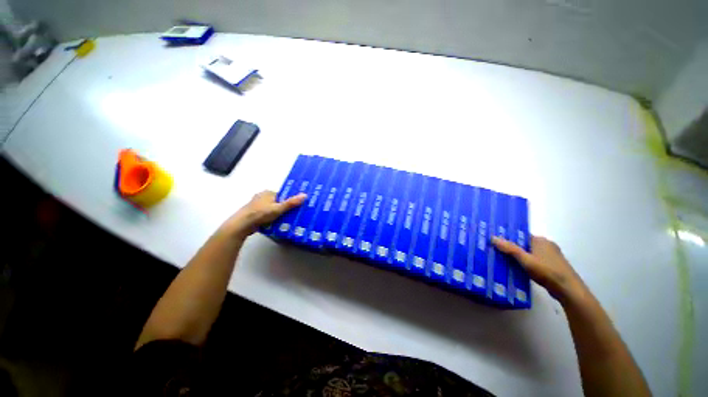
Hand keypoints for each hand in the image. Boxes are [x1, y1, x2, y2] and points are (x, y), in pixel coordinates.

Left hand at [221, 190, 306, 239]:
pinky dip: (271, 218)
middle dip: (285, 208)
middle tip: (293, 215)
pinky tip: (276, 224)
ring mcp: (257, 206)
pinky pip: (267, 215)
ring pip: (272, 209)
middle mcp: (262, 197)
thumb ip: (291, 203)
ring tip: (287, 221)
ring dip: (278, 214)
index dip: (290, 201)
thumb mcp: (278, 208)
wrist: (242, 225)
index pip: (283, 195)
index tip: (297, 207)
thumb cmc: (260, 214)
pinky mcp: (254, 214)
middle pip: (278, 202)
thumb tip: (305, 195)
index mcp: (268, 193)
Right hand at [492, 236, 587, 302]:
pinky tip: (518, 270)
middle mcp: (546, 245)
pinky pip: (534, 261)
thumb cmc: (547, 271)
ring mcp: (551, 256)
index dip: (508, 238)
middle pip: (524, 245)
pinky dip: (526, 264)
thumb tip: (492, 237)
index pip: (520, 235)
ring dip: (518, 257)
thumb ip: (510, 249)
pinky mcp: (552, 266)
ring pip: (529, 254)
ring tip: (503, 261)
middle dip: (511, 248)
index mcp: (541, 240)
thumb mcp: (525, 260)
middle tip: (496, 252)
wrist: (569, 290)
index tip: (495, 242)